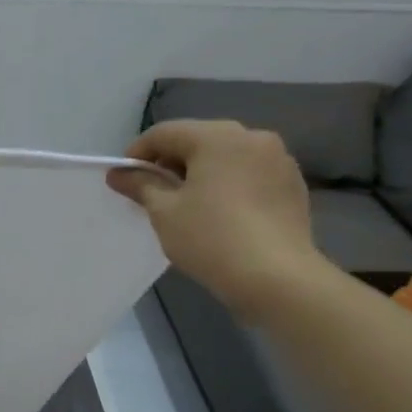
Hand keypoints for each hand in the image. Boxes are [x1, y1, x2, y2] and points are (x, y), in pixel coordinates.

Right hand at [107, 120, 329, 321]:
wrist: (277, 278)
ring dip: (201, 173)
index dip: (138, 153)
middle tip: (152, 192)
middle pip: (198, 140)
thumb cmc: (211, 238)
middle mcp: (252, 137)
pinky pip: (249, 174)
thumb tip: (119, 173)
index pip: (165, 133)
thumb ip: (140, 185)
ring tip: (186, 204)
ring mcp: (278, 160)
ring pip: (226, 157)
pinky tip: (220, 213)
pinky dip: (229, 185)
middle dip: (171, 162)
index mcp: (217, 136)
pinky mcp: (293, 185)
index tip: (123, 177)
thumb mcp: (164, 212)